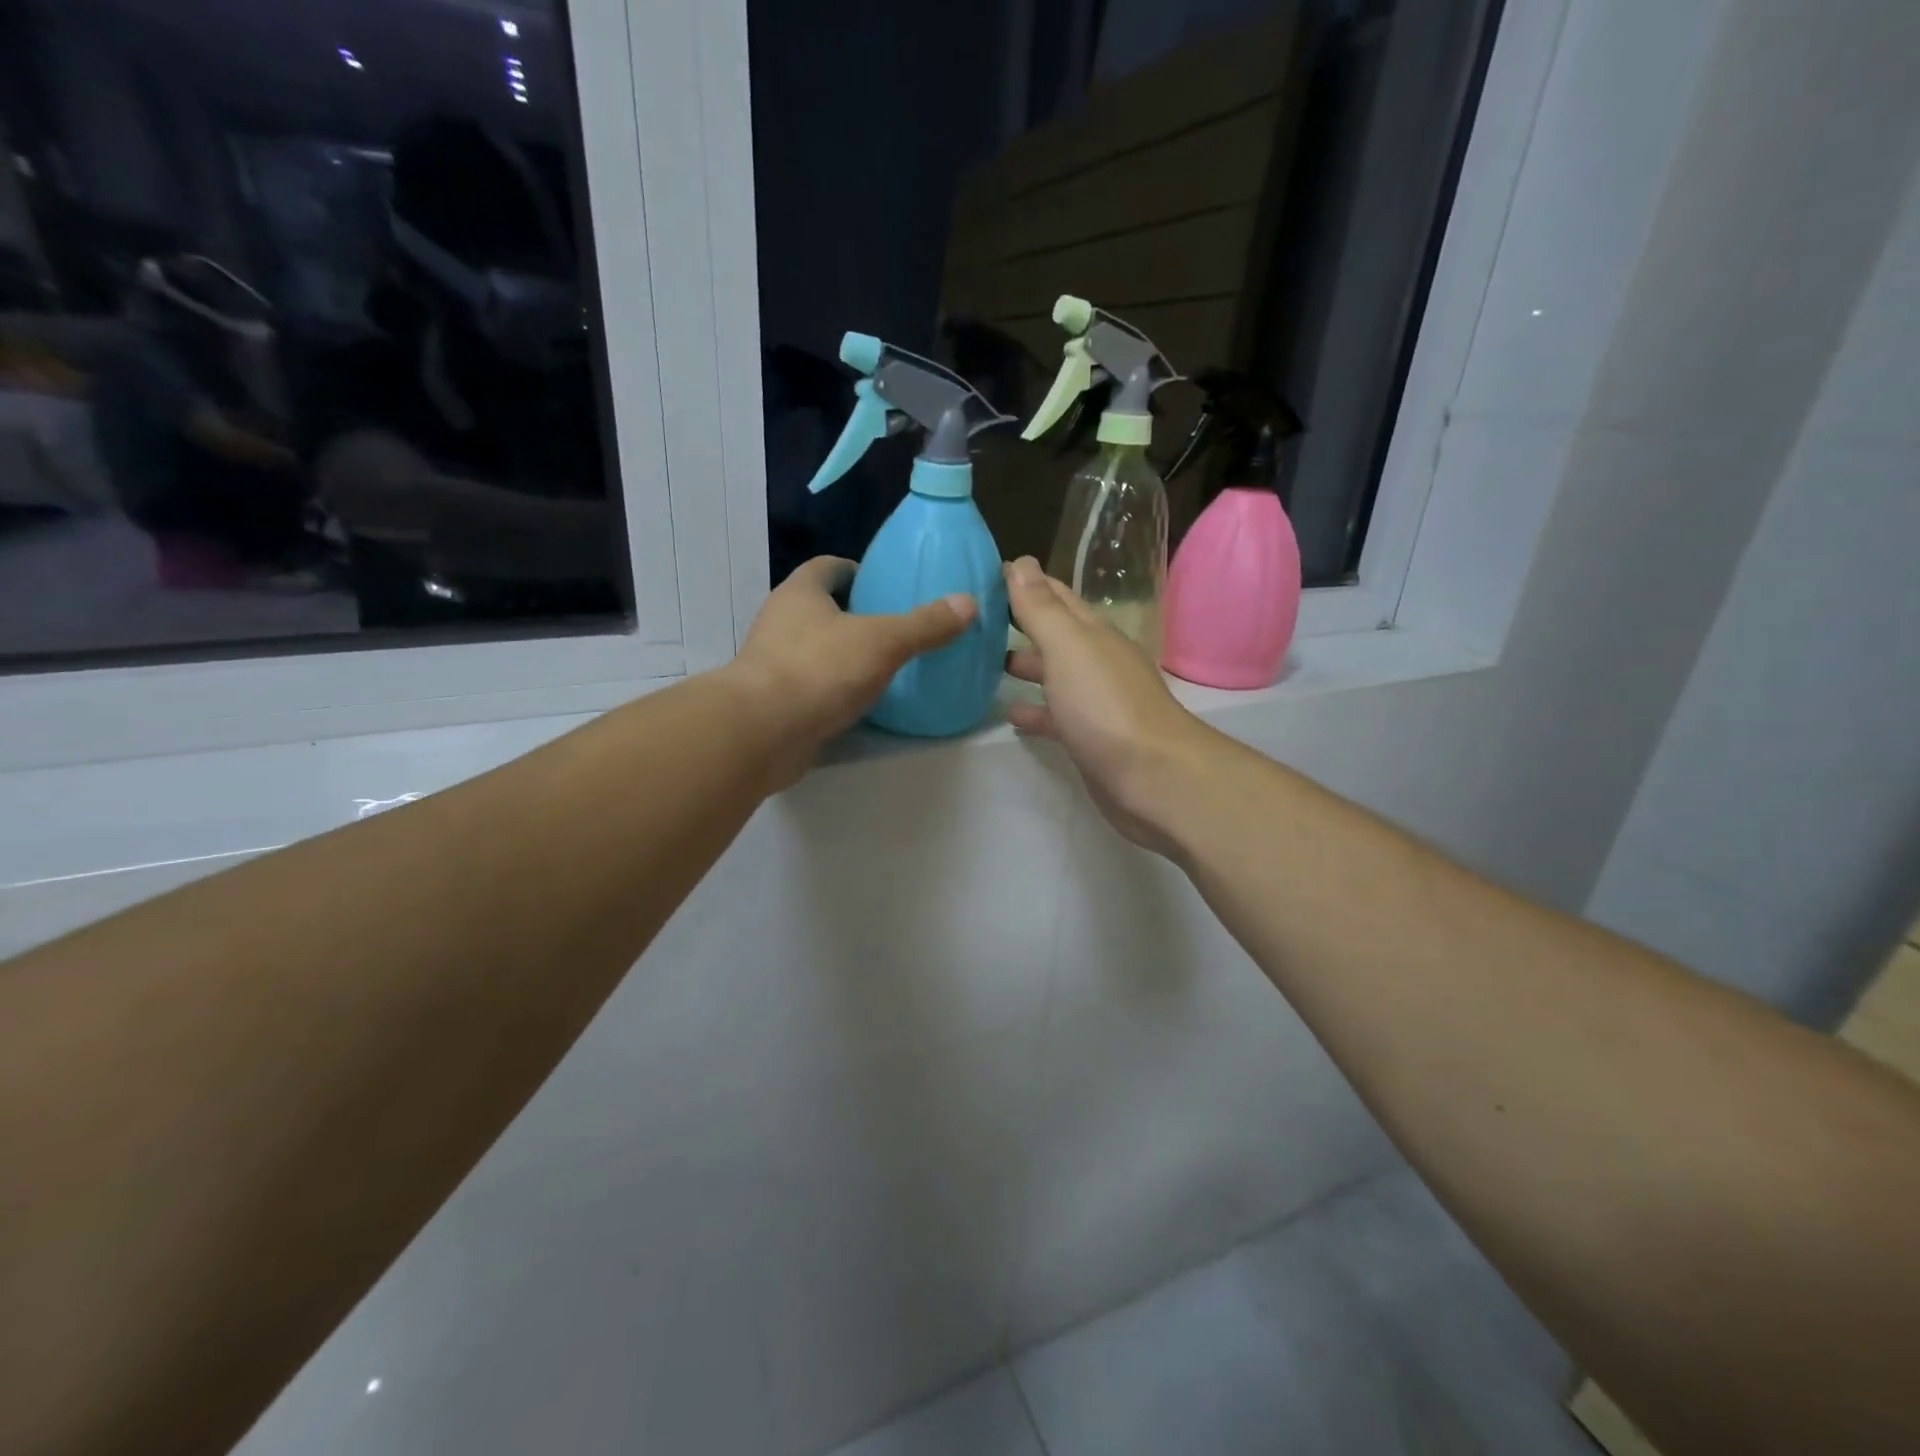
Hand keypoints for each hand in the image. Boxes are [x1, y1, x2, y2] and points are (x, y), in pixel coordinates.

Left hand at [727, 557, 975, 783]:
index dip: (856, 570)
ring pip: (815, 647)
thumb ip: (925, 624)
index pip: (828, 567)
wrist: (764, 732)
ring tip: (885, 665)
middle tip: (895, 628)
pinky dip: (834, 688)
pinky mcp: (776, 701)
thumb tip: (968, 603)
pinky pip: (812, 685)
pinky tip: (862, 702)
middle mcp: (781, 621)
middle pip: (821, 607)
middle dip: (854, 614)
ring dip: (843, 653)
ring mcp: (773, 662)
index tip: (886, 586)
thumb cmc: (820, 669)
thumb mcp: (883, 641)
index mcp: (800, 592)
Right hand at [1003, 557, 1213, 851]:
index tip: (983, 575)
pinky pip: (1056, 715)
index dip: (1023, 582)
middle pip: (1054, 634)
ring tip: (983, 664)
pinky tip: (1010, 713)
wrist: (1152, 777)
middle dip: (1020, 623)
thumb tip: (1020, 562)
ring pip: (1055, 674)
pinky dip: (1035, 710)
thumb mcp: (1068, 647)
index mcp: (1092, 633)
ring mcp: (1095, 701)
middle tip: (975, 620)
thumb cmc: (1105, 705)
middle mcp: (1096, 661)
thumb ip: (1041, 609)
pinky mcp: (1090, 737)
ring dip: (1026, 666)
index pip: (1054, 595)